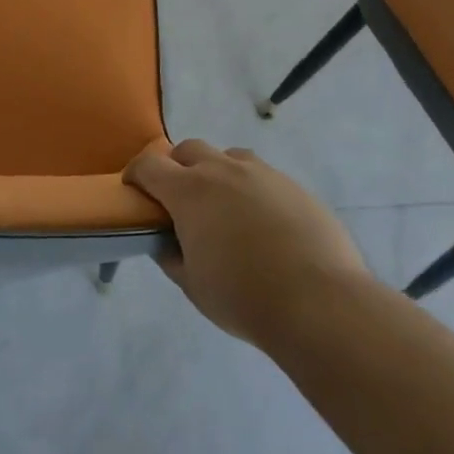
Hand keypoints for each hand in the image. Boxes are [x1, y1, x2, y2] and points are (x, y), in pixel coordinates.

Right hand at [126, 140, 368, 347]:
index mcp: (189, 191)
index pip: (149, 164)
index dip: (136, 173)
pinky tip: (262, 223)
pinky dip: (251, 189)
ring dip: (216, 172)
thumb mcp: (192, 284)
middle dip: (176, 167)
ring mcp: (262, 174)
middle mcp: (222, 170)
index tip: (134, 190)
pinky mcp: (293, 186)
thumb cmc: (244, 297)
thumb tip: (164, 241)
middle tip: (179, 199)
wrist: (320, 303)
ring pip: (228, 157)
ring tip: (224, 206)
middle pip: (188, 150)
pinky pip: (262, 176)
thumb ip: (171, 255)